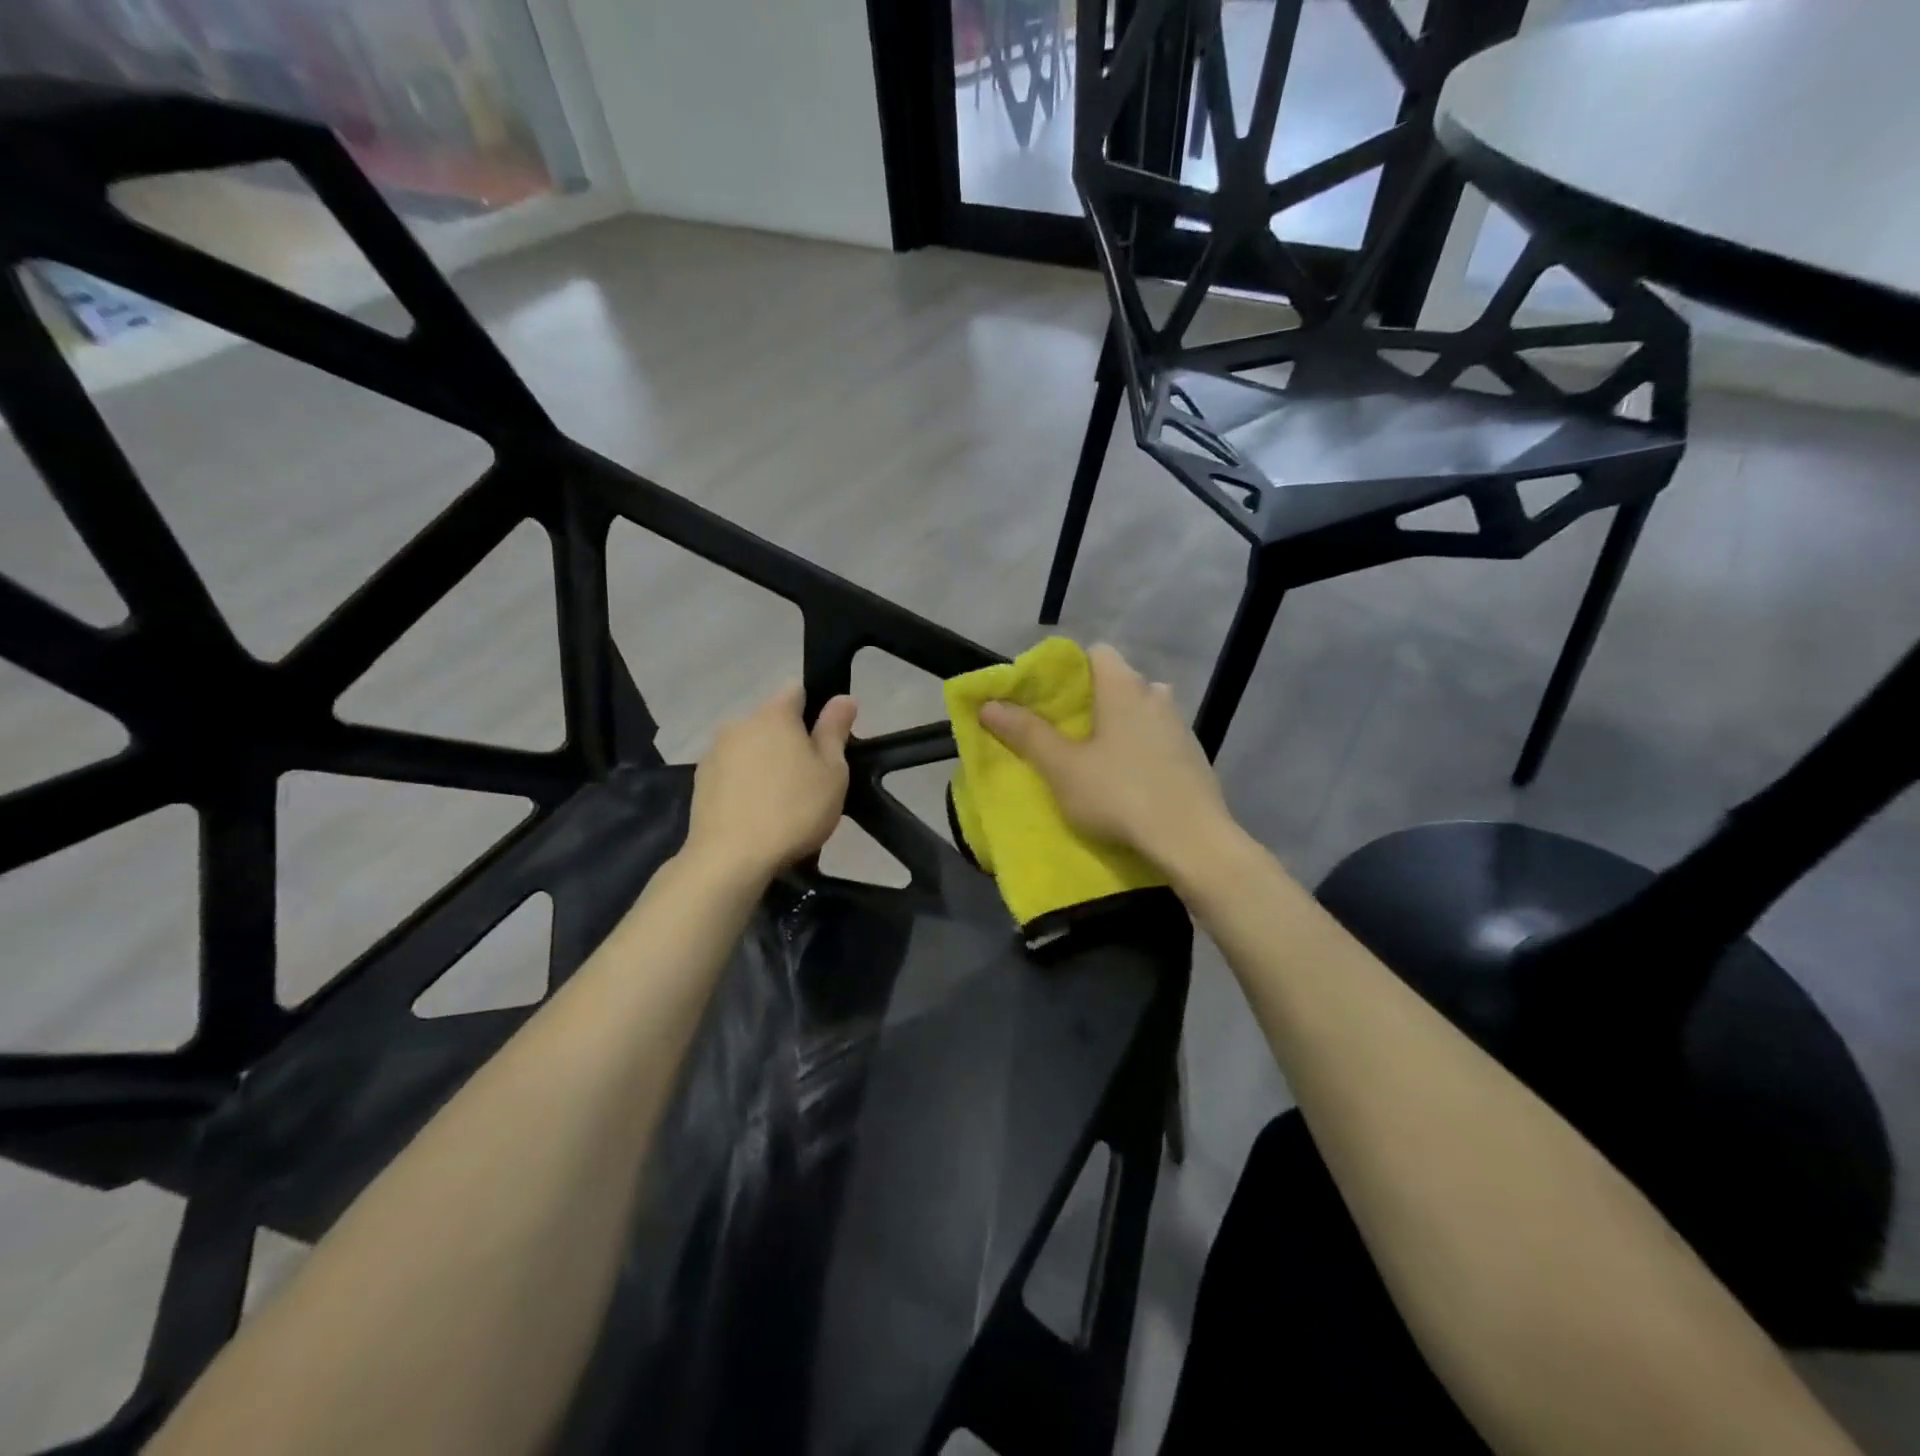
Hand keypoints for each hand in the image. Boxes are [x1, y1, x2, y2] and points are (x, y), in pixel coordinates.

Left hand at [686, 684, 856, 878]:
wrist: (730, 858)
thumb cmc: (793, 811)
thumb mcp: (832, 772)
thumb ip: (835, 730)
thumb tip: (843, 698)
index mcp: (774, 715)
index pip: (797, 691)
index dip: (815, 710)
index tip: (826, 742)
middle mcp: (740, 723)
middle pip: (772, 721)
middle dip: (790, 739)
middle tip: (809, 778)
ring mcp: (715, 752)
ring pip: (750, 746)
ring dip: (765, 761)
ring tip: (781, 801)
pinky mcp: (700, 781)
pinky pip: (732, 770)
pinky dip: (745, 782)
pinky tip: (756, 812)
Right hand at [980, 643, 1237, 881]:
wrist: (1192, 841)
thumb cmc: (1119, 795)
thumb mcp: (1063, 768)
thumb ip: (1026, 733)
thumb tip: (989, 705)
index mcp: (1124, 686)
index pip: (1096, 652)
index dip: (1069, 670)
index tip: (1048, 698)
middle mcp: (1156, 694)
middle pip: (1119, 682)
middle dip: (1092, 700)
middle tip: (1066, 731)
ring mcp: (1181, 725)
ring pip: (1142, 710)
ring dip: (1120, 725)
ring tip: (1096, 757)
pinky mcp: (1195, 755)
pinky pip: (1159, 738)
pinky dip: (1142, 748)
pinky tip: (1130, 779)